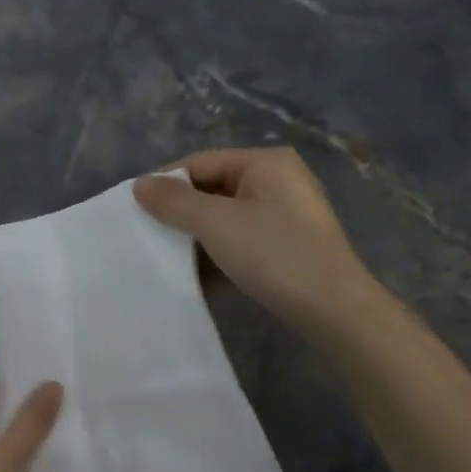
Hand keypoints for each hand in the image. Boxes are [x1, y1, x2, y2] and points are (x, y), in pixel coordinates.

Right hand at [133, 148, 382, 334]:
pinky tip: (198, 274)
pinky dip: (218, 251)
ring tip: (168, 257)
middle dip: (180, 212)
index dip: (165, 184)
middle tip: (148, 235)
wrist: (333, 309)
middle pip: (212, 188)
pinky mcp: (288, 243)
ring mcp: (286, 213)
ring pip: (225, 216)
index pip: (199, 163)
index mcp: (264, 162)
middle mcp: (278, 180)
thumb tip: (139, 184)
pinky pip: (241, 238)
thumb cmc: (273, 253)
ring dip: (196, 235)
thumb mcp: (215, 223)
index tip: (136, 211)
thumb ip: (173, 202)